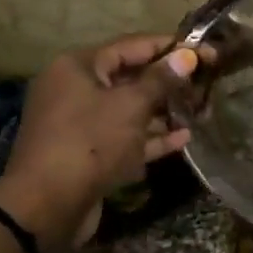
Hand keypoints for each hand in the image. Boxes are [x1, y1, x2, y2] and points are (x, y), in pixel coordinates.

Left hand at [0, 35, 196, 252]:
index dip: (169, 47)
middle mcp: (75, 90)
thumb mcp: (130, 106)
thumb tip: (187, 56)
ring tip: (199, 110)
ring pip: (128, 110)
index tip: (203, 50)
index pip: (130, 46)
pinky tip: (183, 139)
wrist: (48, 206)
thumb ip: (161, 80)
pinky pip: (124, 139)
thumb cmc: (90, 142)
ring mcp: (80, 125)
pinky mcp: (88, 155)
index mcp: (78, 67)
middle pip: (129, 78)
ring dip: (162, 111)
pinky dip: (150, 138)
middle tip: (205, 82)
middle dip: (167, 81)